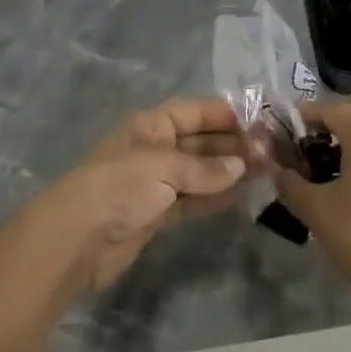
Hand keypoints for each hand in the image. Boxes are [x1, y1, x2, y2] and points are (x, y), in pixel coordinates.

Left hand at [43, 98, 249, 292]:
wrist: (77, 240)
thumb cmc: (119, 187)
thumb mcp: (163, 167)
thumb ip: (204, 167)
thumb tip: (241, 166)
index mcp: (151, 125)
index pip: (195, 111)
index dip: (226, 114)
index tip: (261, 121)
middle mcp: (156, 148)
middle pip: (201, 141)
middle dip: (234, 145)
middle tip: (273, 153)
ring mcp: (156, 182)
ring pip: (201, 171)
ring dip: (230, 171)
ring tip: (268, 172)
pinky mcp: (158, 213)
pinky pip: (194, 199)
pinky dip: (216, 196)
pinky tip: (242, 195)